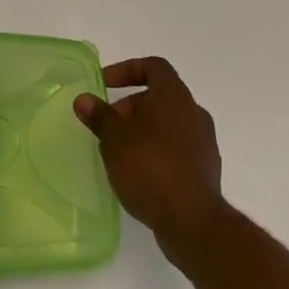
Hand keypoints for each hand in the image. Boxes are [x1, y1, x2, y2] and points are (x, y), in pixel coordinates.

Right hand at [75, 57, 224, 256]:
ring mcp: (204, 144)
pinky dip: (156, 152)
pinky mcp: (205, 171)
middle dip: (130, 106)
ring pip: (168, 124)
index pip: (153, 66)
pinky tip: (139, 174)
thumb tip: (84, 100)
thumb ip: (99, 116)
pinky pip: (176, 149)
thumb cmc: (150, 168)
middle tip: (108, 127)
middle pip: (159, 97)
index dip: (127, 69)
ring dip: (142, 131)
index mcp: (175, 96)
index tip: (105, 85)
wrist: (193, 223)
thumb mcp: (115, 139)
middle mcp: (194, 113)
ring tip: (119, 153)